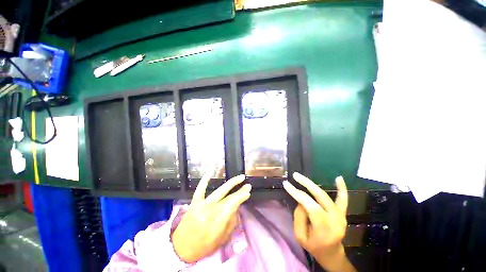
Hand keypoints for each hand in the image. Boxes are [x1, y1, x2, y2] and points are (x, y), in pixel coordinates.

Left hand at [172, 173, 250, 262]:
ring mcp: (200, 206)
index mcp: (217, 222)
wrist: (181, 246)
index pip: (232, 205)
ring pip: (217, 192)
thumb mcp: (222, 240)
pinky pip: (199, 189)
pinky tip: (210, 172)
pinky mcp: (193, 204)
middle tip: (248, 185)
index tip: (248, 193)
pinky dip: (205, 180)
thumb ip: (230, 224)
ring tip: (239, 178)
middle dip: (238, 190)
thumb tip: (235, 210)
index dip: (241, 197)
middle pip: (226, 198)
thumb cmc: (203, 247)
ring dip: (229, 184)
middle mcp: (209, 212)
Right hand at [283, 173, 355, 271]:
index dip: (298, 194)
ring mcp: (341, 215)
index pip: (310, 206)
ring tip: (305, 177)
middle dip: (307, 185)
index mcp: (323, 227)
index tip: (287, 185)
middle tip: (295, 176)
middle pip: (321, 197)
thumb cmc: (313, 247)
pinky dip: (342, 188)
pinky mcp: (344, 213)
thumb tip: (301, 202)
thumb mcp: (301, 238)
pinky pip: (344, 199)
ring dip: (317, 185)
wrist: (331, 252)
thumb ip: (299, 219)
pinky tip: (339, 178)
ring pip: (329, 196)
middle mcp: (334, 218)